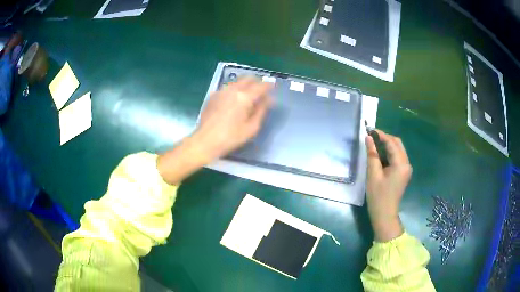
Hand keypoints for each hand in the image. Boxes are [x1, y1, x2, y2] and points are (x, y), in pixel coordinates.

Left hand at [196, 77, 273, 160]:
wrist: (205, 141)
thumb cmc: (230, 138)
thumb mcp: (251, 128)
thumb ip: (261, 111)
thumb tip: (269, 100)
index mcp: (244, 97)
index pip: (260, 86)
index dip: (269, 85)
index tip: (273, 87)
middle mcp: (232, 90)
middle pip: (248, 78)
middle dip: (257, 82)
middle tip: (261, 91)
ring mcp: (221, 91)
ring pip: (237, 81)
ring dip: (245, 85)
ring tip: (248, 95)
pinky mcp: (213, 95)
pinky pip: (228, 87)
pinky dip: (235, 89)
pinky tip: (234, 100)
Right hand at [365, 130, 411, 241]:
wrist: (384, 214)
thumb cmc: (378, 196)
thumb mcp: (373, 174)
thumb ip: (372, 154)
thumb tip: (368, 138)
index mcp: (401, 164)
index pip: (392, 143)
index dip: (381, 135)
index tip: (369, 130)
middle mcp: (407, 163)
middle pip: (397, 144)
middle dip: (385, 138)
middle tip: (371, 137)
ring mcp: (406, 168)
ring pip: (398, 150)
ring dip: (387, 145)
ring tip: (374, 144)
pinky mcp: (403, 172)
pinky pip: (397, 157)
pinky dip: (389, 153)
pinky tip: (380, 154)